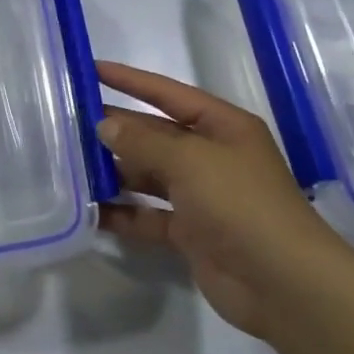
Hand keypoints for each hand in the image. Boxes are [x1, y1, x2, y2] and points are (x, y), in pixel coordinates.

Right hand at [95, 61, 353, 339]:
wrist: (284, 284)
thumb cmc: (241, 204)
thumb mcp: (190, 160)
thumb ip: (143, 140)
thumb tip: (105, 124)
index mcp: (222, 127)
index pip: (167, 93)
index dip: (130, 80)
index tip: (91, 68)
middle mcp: (211, 156)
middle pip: (155, 134)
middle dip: (116, 128)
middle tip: (68, 120)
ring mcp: (201, 196)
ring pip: (148, 175)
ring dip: (114, 171)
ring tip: (70, 165)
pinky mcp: (191, 233)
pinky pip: (148, 215)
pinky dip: (122, 214)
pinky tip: (89, 211)